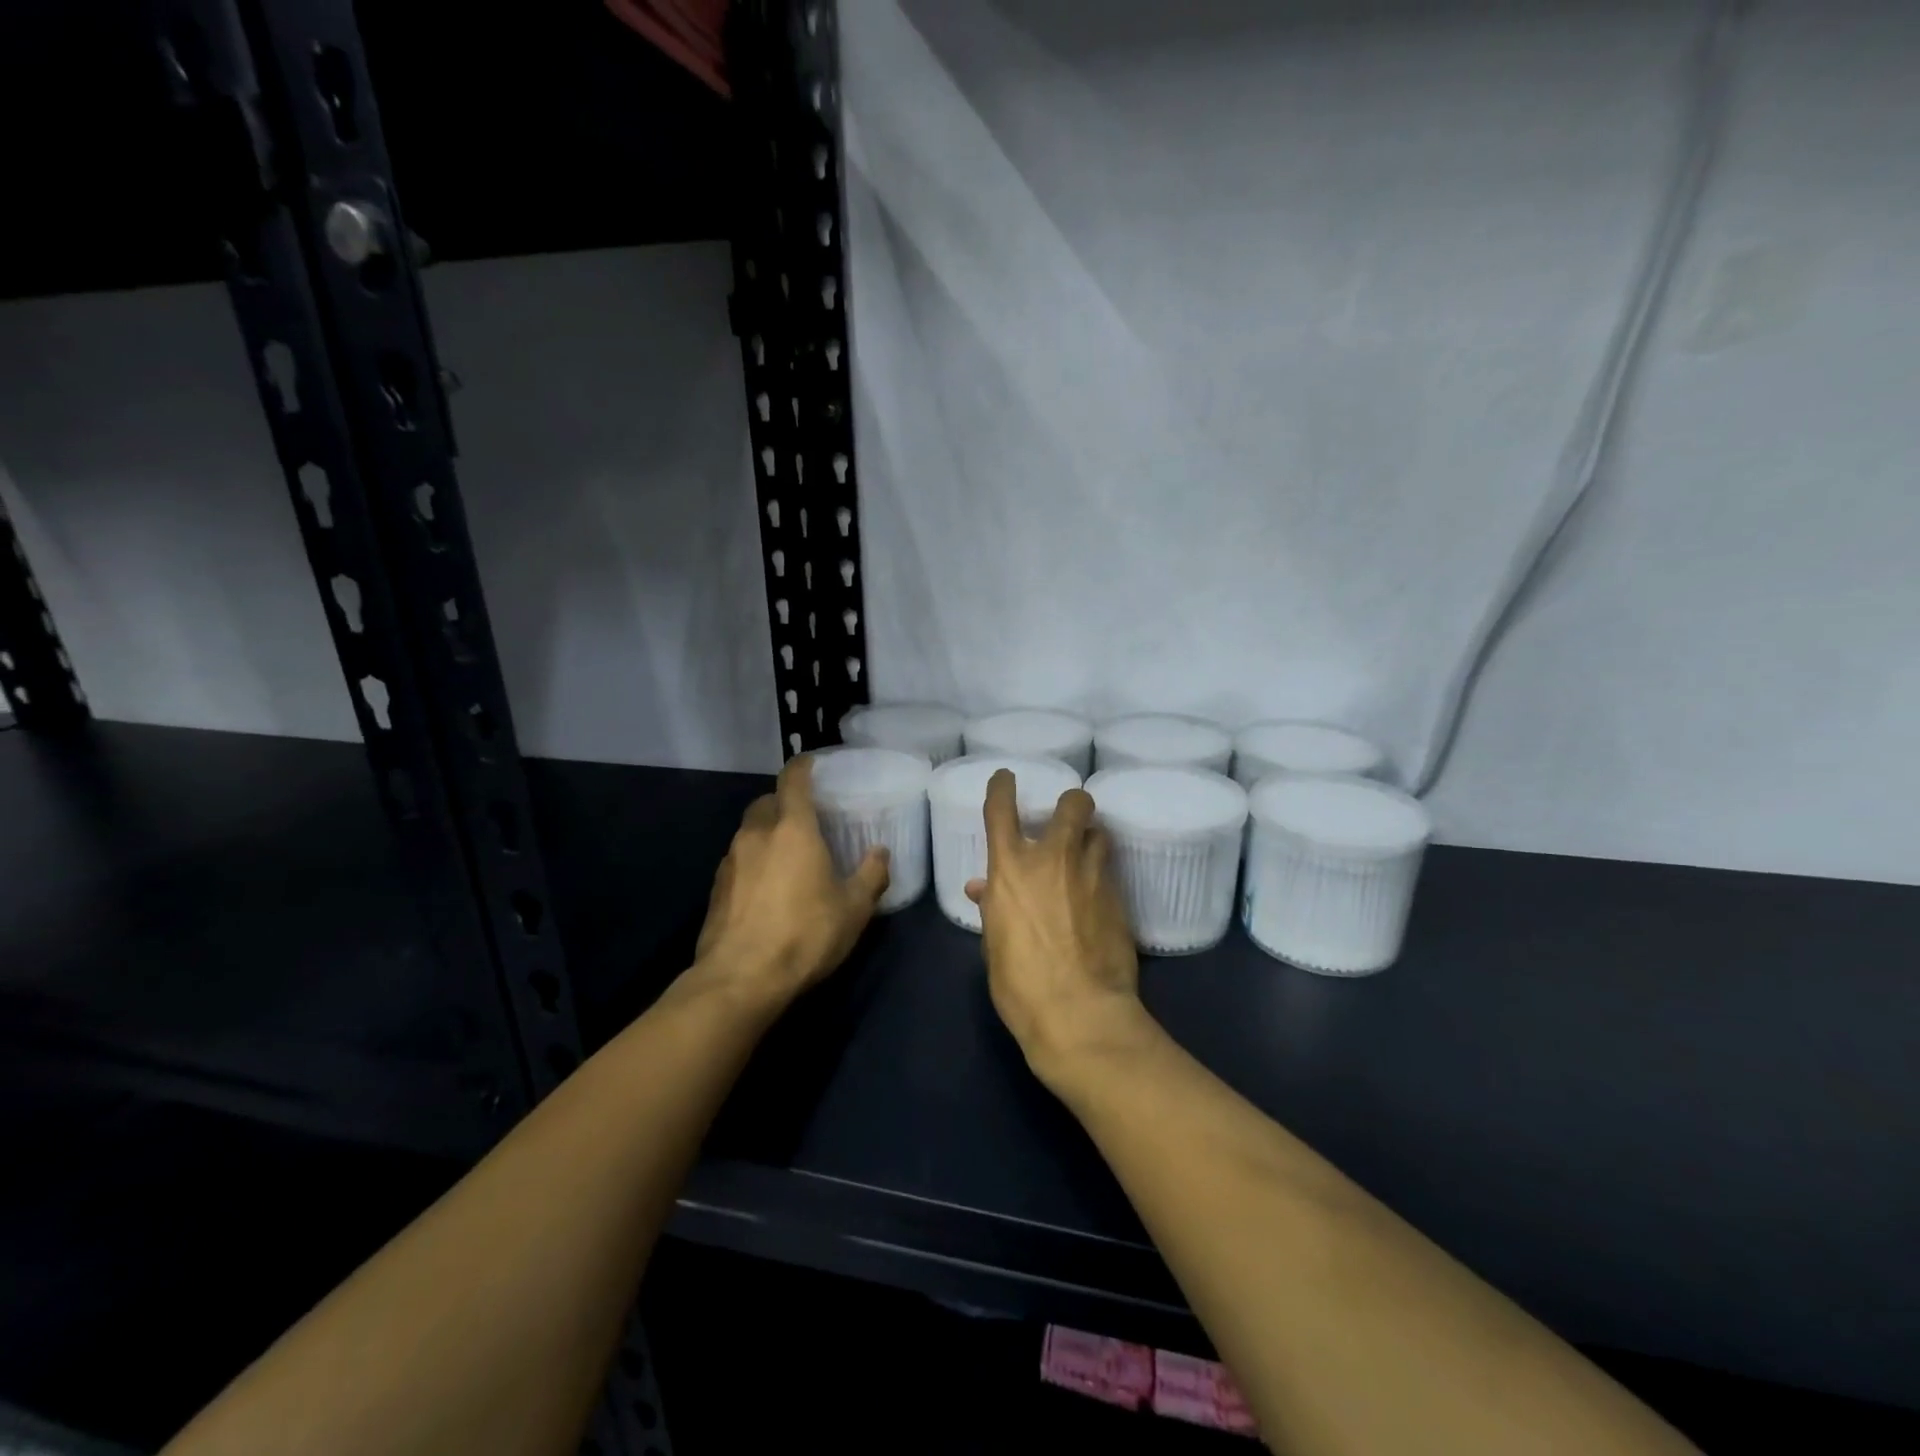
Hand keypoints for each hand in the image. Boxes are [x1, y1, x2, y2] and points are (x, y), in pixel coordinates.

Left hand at [693, 755, 889, 1008]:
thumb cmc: (805, 935)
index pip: (793, 780)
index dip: (802, 766)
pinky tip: (766, 888)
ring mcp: (730, 861)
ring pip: (749, 832)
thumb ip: (871, 876)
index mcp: (793, 829)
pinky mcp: (715, 889)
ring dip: (766, 834)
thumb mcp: (853, 909)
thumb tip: (880, 853)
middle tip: (805, 818)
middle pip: (766, 802)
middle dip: (783, 802)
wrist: (740, 979)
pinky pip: (737, 860)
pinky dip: (752, 862)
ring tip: (787, 856)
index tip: (811, 762)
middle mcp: (757, 835)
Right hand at [965, 771, 1147, 1081]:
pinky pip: (1109, 873)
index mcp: (1010, 867)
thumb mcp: (995, 943)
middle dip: (1073, 804)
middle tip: (1069, 819)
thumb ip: (994, 906)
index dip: (1002, 786)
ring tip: (1085, 859)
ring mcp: (1091, 875)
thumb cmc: (1020, 983)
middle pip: (1074, 804)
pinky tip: (1096, 900)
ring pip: (1100, 834)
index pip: (1001, 808)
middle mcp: (1053, 859)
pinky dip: (1100, 878)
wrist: (1079, 1013)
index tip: (1006, 778)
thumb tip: (984, 889)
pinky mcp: (1119, 898)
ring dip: (1091, 840)